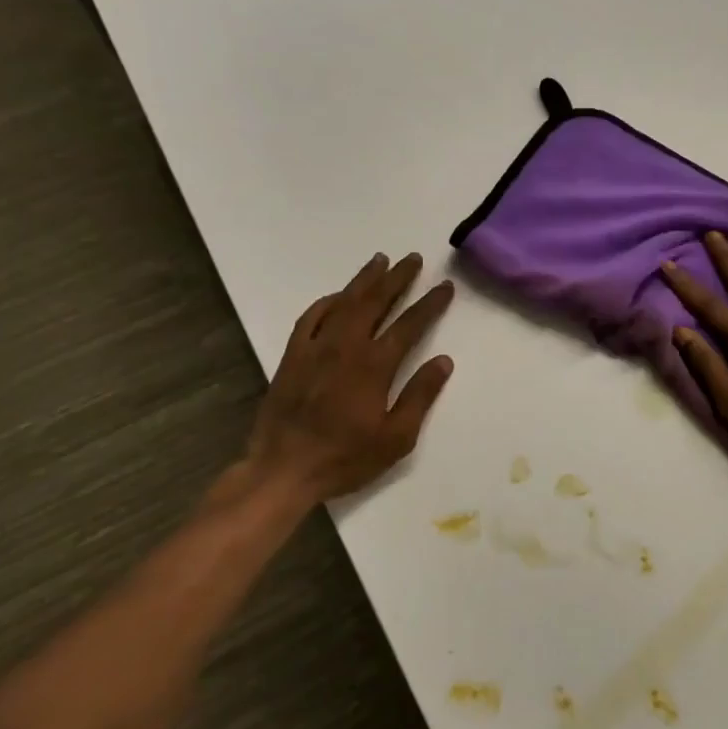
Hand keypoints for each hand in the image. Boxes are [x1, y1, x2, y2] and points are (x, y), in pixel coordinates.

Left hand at [212, 253, 455, 522]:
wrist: (283, 469)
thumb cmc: (345, 458)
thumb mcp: (396, 437)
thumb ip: (420, 396)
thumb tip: (444, 361)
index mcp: (374, 366)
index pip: (409, 325)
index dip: (429, 303)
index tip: (444, 286)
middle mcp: (345, 347)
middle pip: (375, 302)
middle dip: (397, 278)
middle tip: (413, 259)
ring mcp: (315, 348)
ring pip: (344, 303)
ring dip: (364, 280)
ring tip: (380, 261)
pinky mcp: (292, 356)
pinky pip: (311, 318)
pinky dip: (327, 302)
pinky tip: (338, 296)